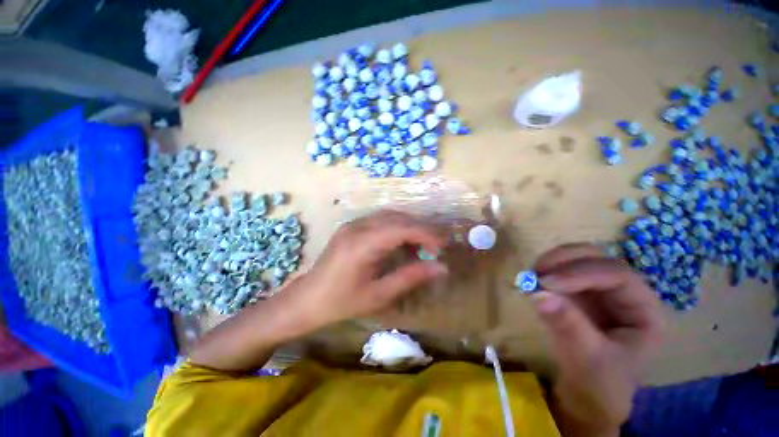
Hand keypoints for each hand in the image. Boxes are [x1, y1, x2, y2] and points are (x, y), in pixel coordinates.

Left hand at [291, 210, 447, 327]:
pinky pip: (380, 220)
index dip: (426, 234)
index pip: (401, 228)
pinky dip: (397, 227)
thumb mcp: (379, 295)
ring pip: (390, 216)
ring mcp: (353, 224)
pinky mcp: (352, 226)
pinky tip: (402, 242)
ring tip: (423, 245)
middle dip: (421, 229)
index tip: (443, 246)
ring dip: (410, 226)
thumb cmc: (342, 302)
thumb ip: (410, 277)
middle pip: (397, 218)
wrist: (308, 299)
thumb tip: (441, 267)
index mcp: (362, 244)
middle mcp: (357, 227)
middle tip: (436, 246)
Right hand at [531, 243, 663, 435]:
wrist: (587, 395)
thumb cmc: (600, 384)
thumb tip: (538, 294)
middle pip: (597, 258)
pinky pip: (561, 270)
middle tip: (536, 271)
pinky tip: (533, 280)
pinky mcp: (576, 292)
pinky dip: (544, 270)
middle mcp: (623, 292)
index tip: (547, 283)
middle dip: (565, 260)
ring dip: (552, 262)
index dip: (581, 273)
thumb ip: (569, 327)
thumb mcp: (588, 360)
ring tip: (531, 276)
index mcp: (643, 309)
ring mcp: (598, 290)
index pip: (616, 275)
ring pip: (577, 258)